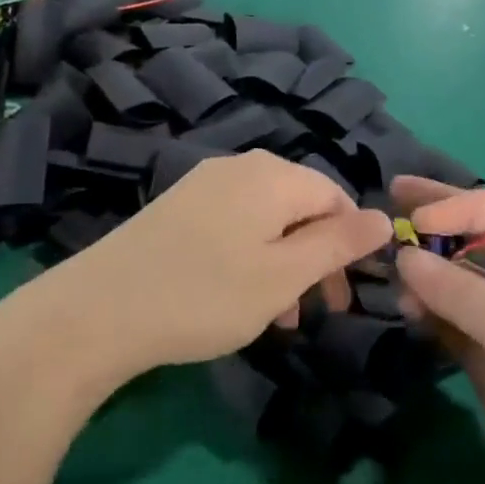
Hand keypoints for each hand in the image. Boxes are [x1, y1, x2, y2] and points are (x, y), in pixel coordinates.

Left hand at [59, 151, 391, 374]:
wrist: (100, 309)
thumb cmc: (206, 295)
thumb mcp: (283, 275)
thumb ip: (338, 244)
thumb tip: (384, 216)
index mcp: (273, 176)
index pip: (336, 197)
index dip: (351, 244)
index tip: (345, 296)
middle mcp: (241, 167)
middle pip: (301, 206)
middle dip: (316, 258)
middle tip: (316, 311)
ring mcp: (205, 183)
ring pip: (267, 219)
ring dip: (284, 264)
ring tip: (278, 317)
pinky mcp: (179, 206)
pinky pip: (234, 223)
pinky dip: (251, 257)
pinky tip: (240, 297)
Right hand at [391, 178, 484, 483]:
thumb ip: (465, 294)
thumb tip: (405, 257)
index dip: (461, 207)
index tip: (418, 220)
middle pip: (479, 234)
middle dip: (437, 221)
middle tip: (392, 198)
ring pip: (459, 276)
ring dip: (427, 271)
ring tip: (393, 277)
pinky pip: (451, 316)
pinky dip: (428, 308)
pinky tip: (407, 308)